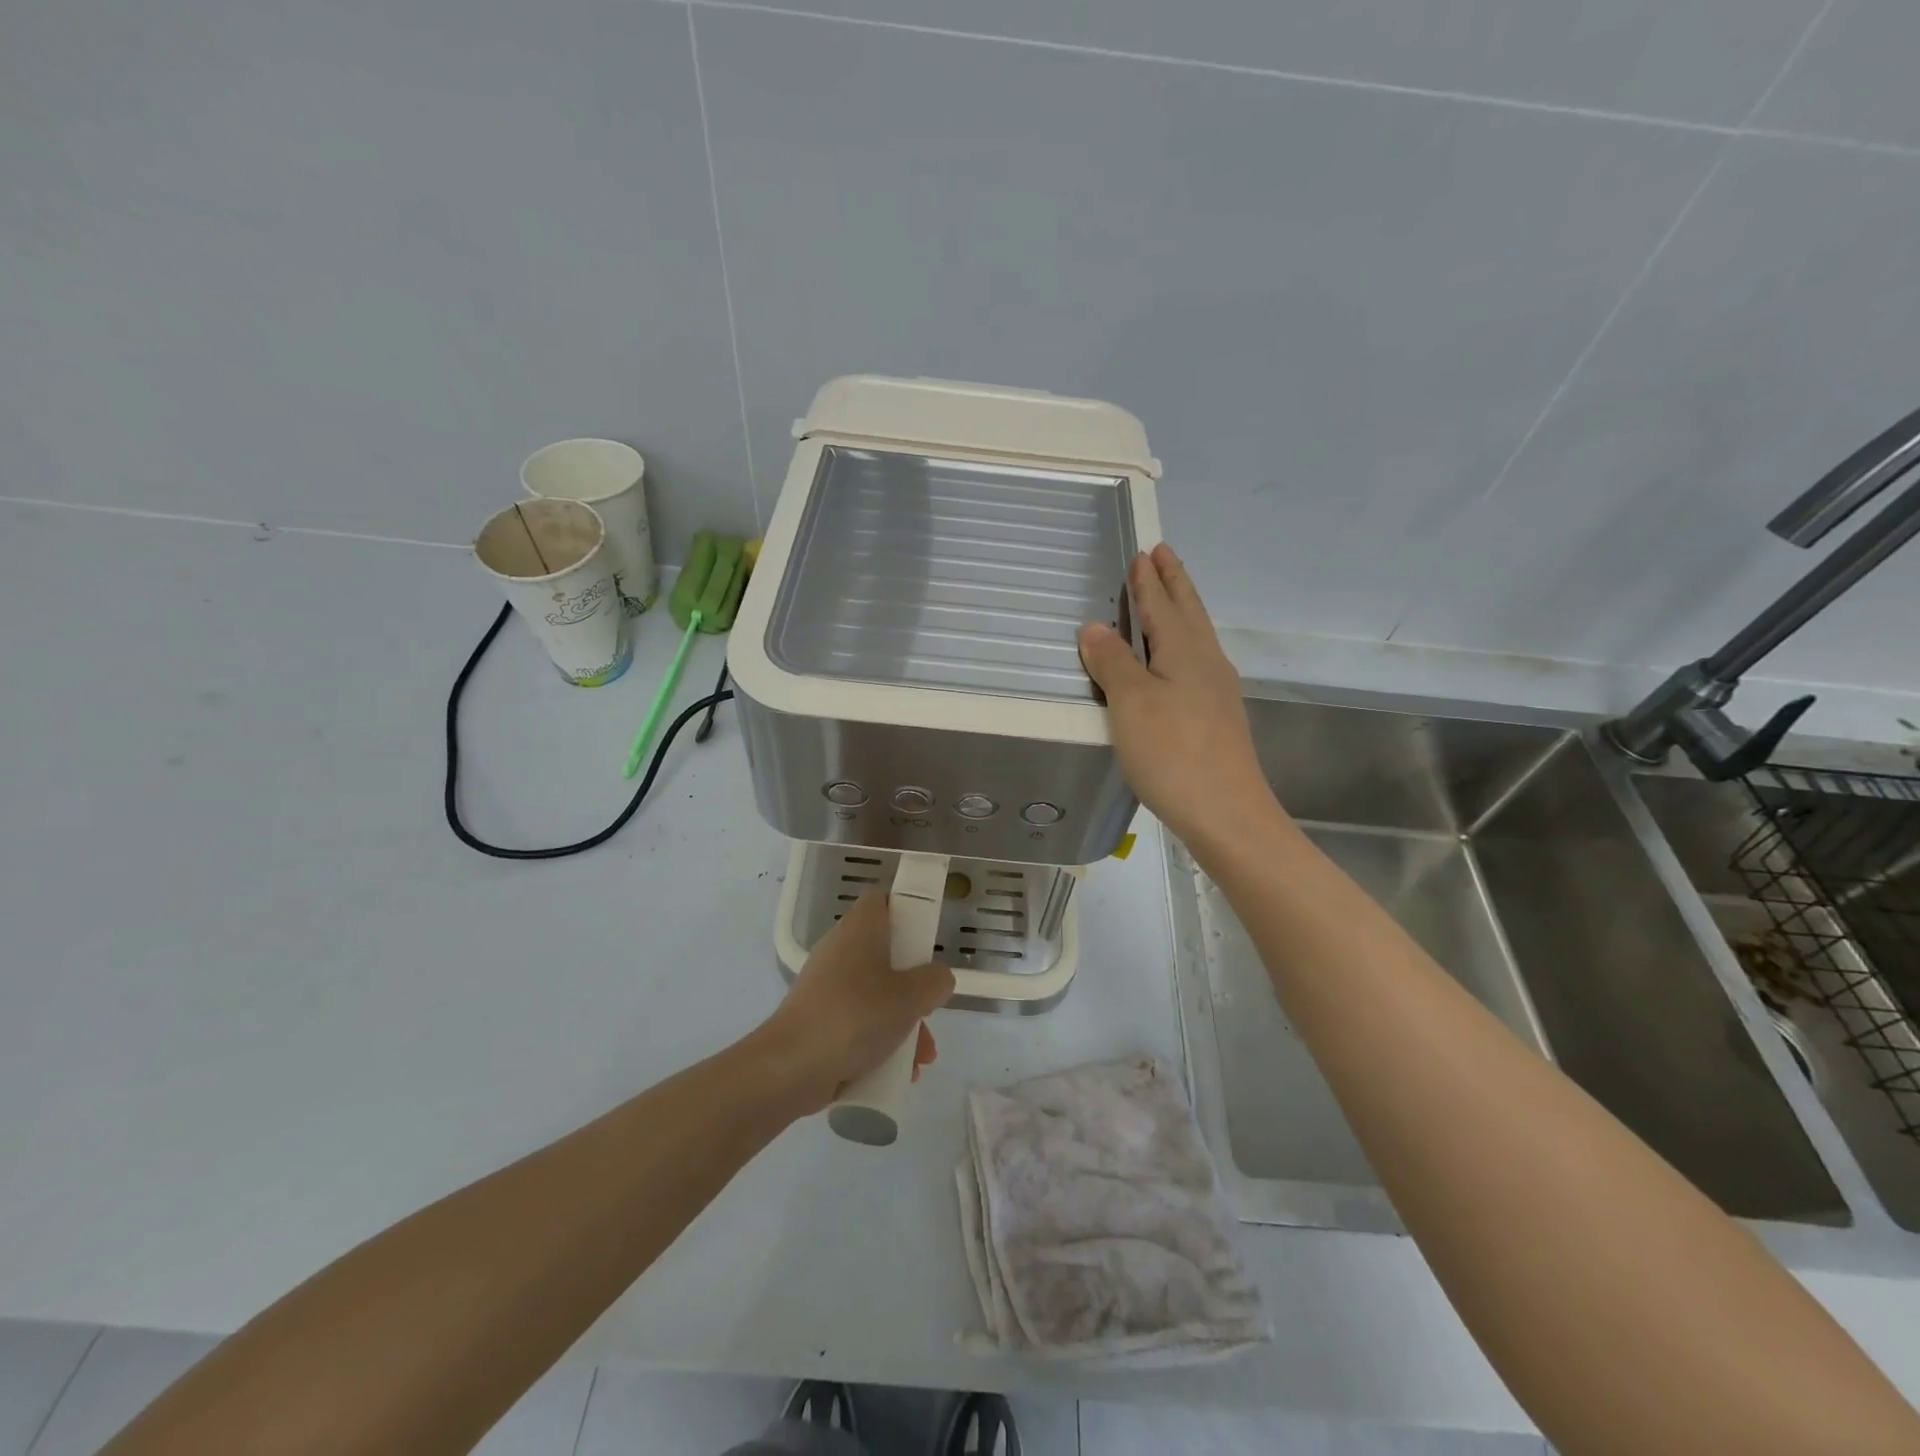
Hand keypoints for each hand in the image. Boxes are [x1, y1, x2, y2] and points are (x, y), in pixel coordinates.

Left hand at [757, 891, 954, 1113]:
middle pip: (887, 954)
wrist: (790, 1067)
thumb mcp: (911, 997)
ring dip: (902, 1022)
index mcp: (860, 929)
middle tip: (930, 1009)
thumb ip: (935, 981)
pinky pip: (858, 1021)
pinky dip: (878, 1040)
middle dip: (915, 987)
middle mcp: (841, 950)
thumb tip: (937, 978)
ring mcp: (826, 986)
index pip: (883, 900)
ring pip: (876, 993)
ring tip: (920, 1059)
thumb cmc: (855, 1017)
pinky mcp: (818, 1019)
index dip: (908, 910)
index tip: (928, 938)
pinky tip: (897, 1073)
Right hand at [1078, 544, 1279, 851]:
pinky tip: (1175, 662)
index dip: (1150, 580)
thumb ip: (1113, 662)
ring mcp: (1216, 691)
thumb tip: (1094, 627)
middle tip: (1162, 555)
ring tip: (1167, 598)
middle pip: (1188, 612)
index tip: (1144, 552)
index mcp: (1185, 650)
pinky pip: (1195, 663)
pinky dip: (1180, 645)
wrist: (1226, 813)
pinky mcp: (1216, 717)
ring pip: (1196, 637)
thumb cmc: (1173, 753)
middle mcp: (1207, 662)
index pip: (1163, 604)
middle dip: (1173, 583)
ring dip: (1180, 611)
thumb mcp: (1131, 703)